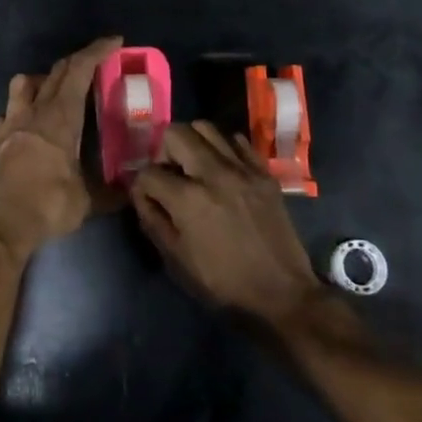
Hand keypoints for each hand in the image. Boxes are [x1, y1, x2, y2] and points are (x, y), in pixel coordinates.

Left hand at [0, 36, 122, 258]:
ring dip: (42, 79)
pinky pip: (8, 112)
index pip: (79, 70)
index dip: (97, 51)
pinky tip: (28, 124)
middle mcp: (34, 111)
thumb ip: (112, 191)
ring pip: (23, 83)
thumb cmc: (47, 204)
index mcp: (60, 117)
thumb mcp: (88, 201)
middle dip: (78, 61)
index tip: (114, 41)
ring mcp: (11, 122)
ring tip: (56, 91)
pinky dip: (20, 110)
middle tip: (96, 63)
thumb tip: (133, 188)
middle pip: (55, 72)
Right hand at [131, 121, 320, 328]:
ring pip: (206, 127)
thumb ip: (153, 220)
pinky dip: (223, 148)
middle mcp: (213, 173)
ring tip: (195, 166)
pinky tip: (223, 169)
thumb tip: (139, 193)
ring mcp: (242, 169)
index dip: (141, 185)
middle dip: (164, 151)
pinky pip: (236, 140)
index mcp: (188, 199)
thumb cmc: (223, 283)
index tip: (147, 197)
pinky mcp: (263, 172)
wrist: (282, 294)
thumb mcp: (177, 260)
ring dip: (193, 143)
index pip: (149, 172)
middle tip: (170, 174)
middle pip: (176, 133)